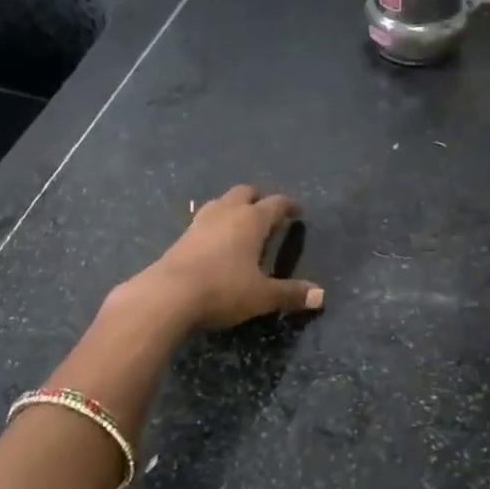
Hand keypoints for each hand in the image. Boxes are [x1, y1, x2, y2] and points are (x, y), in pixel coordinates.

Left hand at [128, 185, 323, 331]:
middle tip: (268, 214)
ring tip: (241, 224)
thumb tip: (321, 296)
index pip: (276, 203)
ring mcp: (201, 221)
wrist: (167, 295)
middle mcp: (227, 212)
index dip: (289, 206)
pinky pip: (205, 219)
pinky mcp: (182, 236)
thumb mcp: (262, 296)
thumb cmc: (223, 290)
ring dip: (234, 207)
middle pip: (245, 192)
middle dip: (259, 198)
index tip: (298, 212)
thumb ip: (291, 293)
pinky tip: (216, 241)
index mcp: (251, 219)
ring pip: (222, 202)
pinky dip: (216, 223)